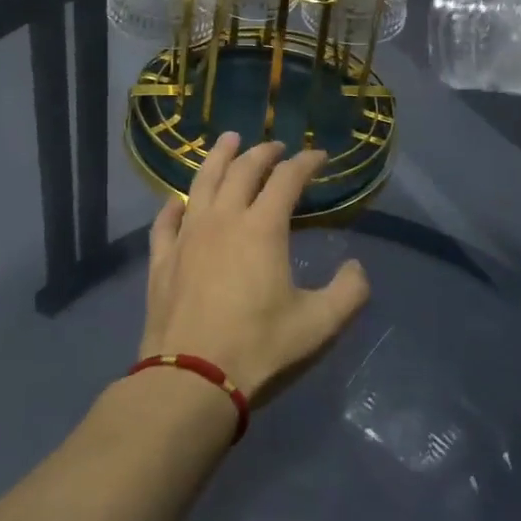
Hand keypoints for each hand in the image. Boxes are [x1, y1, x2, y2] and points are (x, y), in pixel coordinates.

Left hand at [139, 133, 370, 402]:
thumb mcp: (319, 325)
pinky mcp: (162, 259)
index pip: (287, 179)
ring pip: (202, 183)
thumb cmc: (259, 348)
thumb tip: (358, 268)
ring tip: (228, 141)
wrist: (191, 380)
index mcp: (262, 228)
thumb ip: (349, 293)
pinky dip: (174, 205)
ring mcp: (187, 236)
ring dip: (218, 158)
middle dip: (264, 153)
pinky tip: (177, 200)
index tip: (319, 157)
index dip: (306, 163)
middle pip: (243, 171)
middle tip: (276, 147)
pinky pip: (166, 221)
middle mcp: (223, 219)